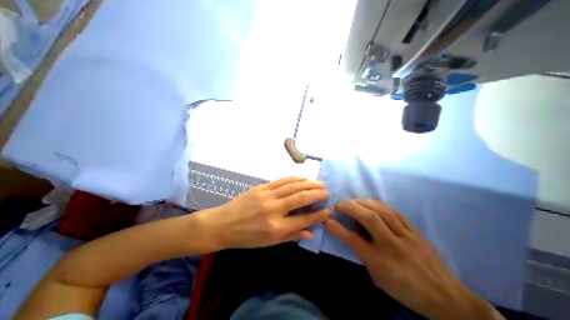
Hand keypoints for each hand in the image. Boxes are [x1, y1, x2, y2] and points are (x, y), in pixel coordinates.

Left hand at [198, 176, 329, 248]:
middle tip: (326, 192)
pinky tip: (302, 178)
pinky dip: (294, 179)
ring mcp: (267, 196)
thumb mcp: (269, 243)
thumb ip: (291, 236)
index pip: (303, 220)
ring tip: (319, 183)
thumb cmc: (247, 237)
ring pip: (292, 187)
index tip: (328, 211)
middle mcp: (274, 210)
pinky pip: (281, 181)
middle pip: (300, 199)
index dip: (318, 215)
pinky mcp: (261, 187)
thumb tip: (311, 233)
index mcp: (276, 228)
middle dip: (316, 194)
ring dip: (308, 184)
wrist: (223, 224)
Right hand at [326, 200, 501, 319]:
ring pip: (382, 211)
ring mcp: (406, 236)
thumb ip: (363, 255)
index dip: (338, 229)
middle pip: (369, 219)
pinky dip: (379, 204)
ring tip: (353, 201)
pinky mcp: (415, 231)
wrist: (448, 299)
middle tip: (340, 204)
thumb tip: (350, 235)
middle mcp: (393, 246)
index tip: (327, 220)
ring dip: (363, 202)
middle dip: (350, 207)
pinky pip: (395, 212)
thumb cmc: (406, 290)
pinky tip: (371, 203)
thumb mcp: (379, 278)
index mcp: (381, 263)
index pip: (354, 240)